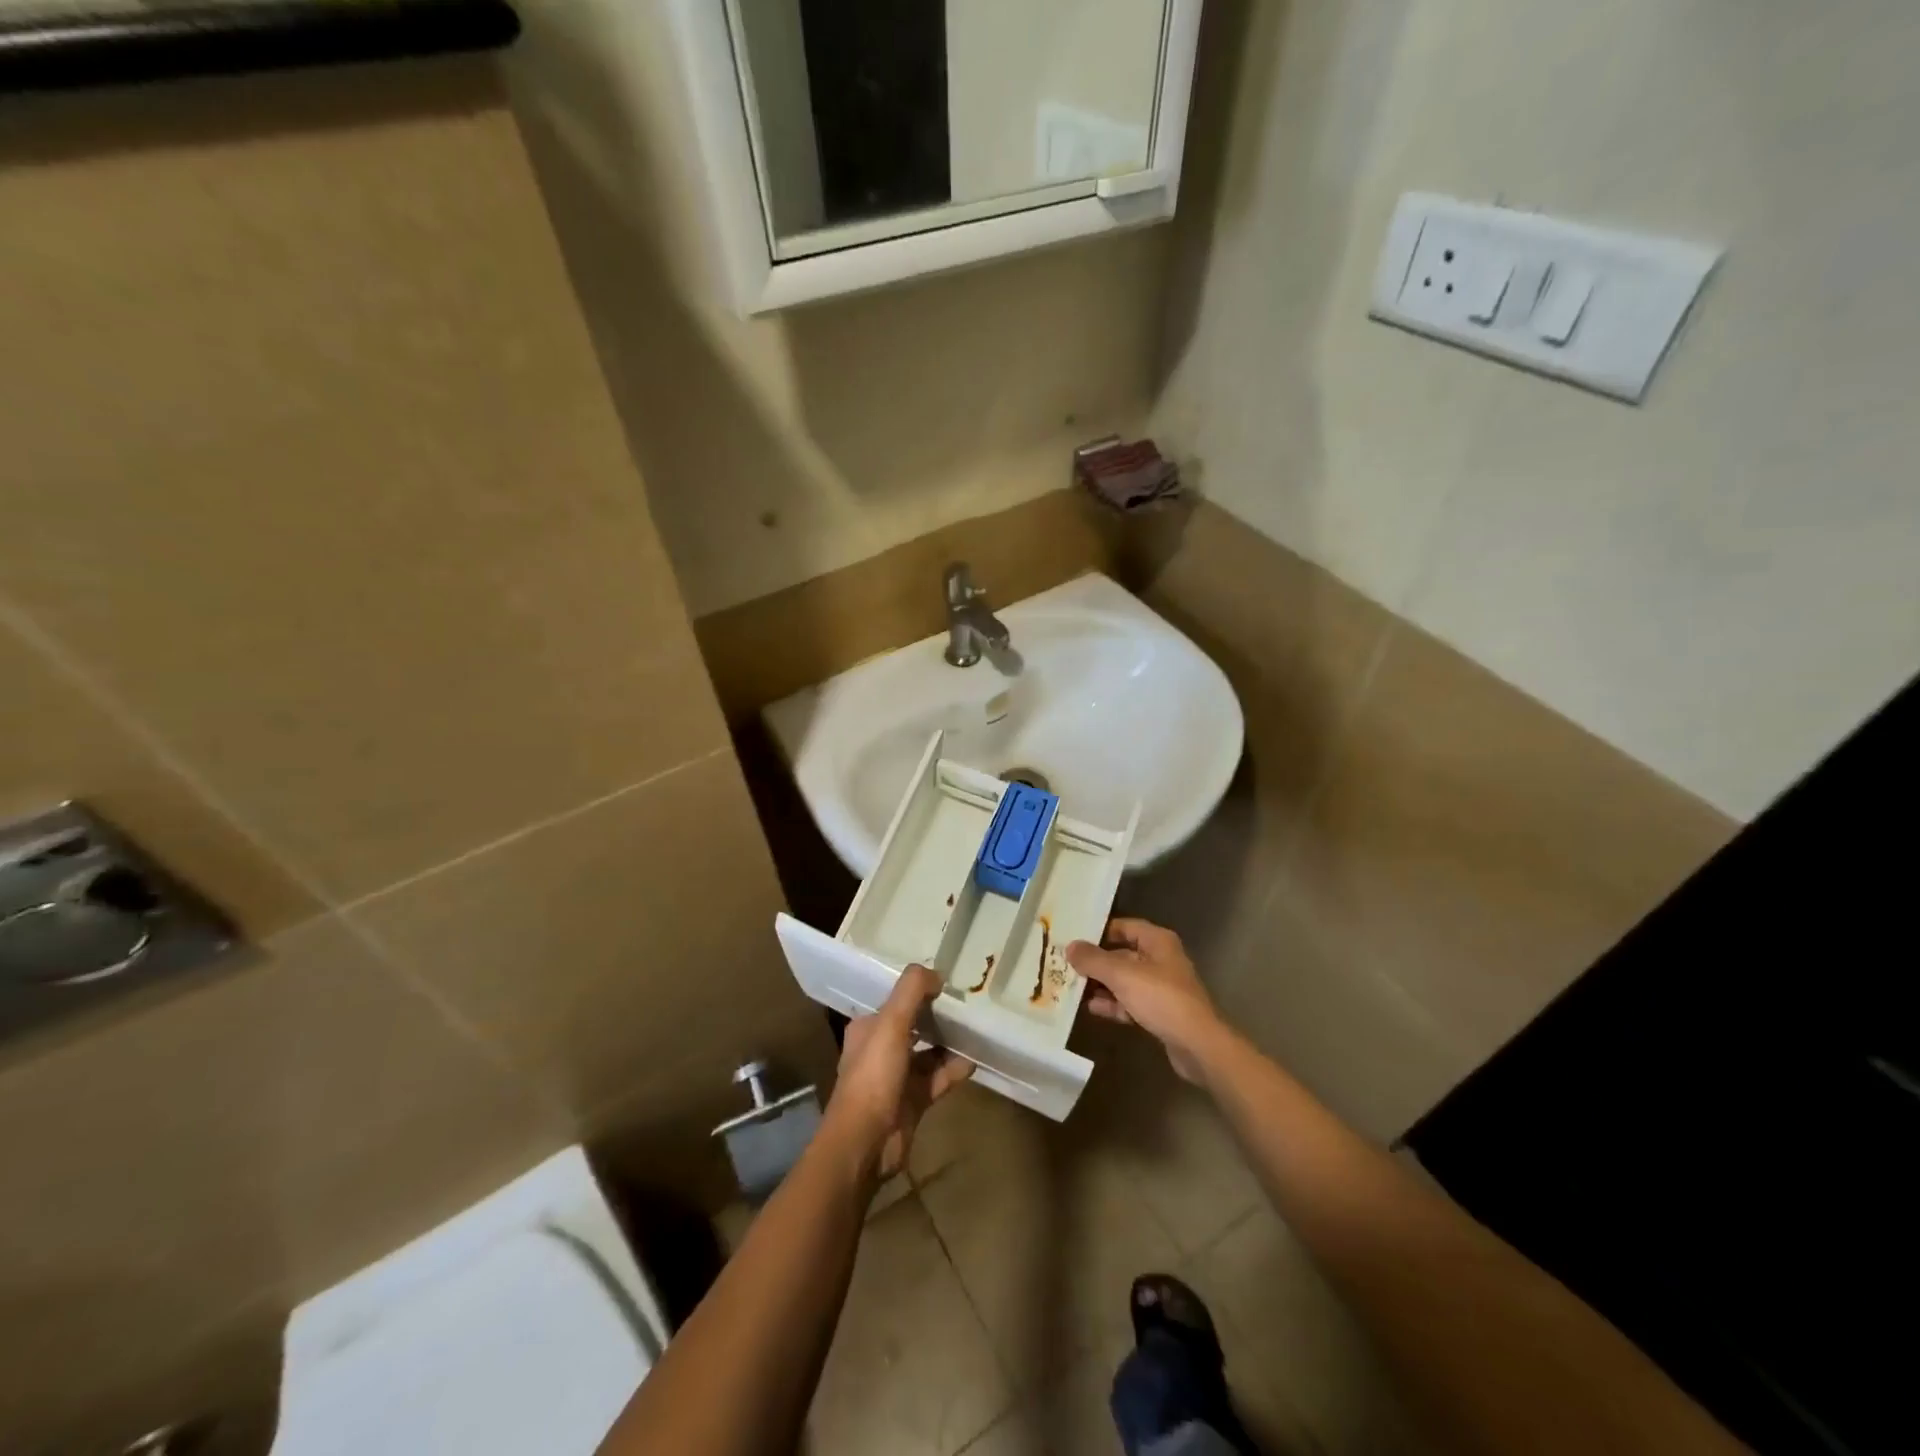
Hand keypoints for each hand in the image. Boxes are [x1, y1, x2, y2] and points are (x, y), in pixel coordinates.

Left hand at [827, 965, 972, 1179]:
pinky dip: (954, 1070)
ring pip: (928, 1053)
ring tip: (977, 1030)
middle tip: (968, 1004)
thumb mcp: (891, 1023)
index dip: (919, 991)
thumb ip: (911, 991)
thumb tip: (936, 973)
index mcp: (869, 1028)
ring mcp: (897, 1077)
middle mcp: (881, 1049)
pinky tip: (974, 1061)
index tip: (948, 983)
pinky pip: (938, 1079)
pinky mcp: (913, 1101)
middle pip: (914, 1026)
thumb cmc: (873, 1076)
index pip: (896, 1001)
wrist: (865, 1142)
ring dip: (950, 1043)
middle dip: (938, 1016)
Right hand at [1066, 918, 1224, 1083]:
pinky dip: (1113, 1004)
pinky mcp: (1160, 1012)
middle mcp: (1160, 959)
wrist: (1197, 1045)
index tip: (1072, 938)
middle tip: (1066, 966)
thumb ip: (1094, 960)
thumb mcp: (1122, 975)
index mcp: (1157, 941)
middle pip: (1121, 954)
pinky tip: (1092, 1008)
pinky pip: (1131, 1001)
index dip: (1098, 932)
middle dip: (1095, 962)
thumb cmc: (1161, 999)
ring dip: (1101, 985)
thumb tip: (1070, 946)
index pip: (1123, 927)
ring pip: (1124, 980)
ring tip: (1072, 988)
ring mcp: (1161, 987)